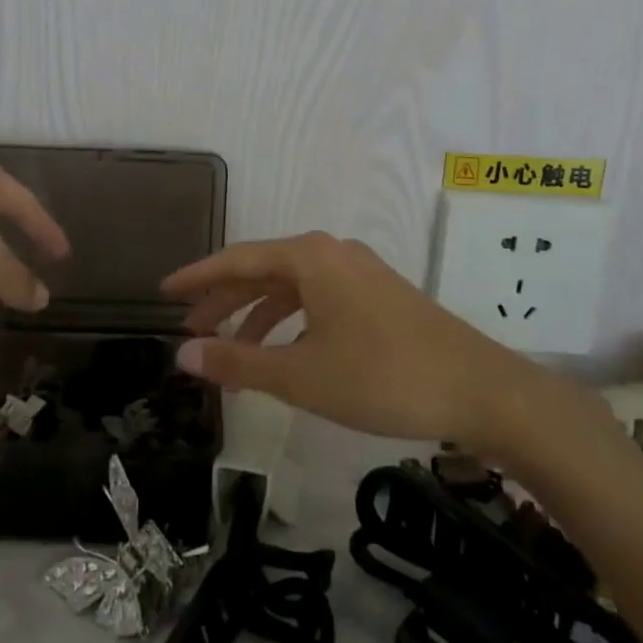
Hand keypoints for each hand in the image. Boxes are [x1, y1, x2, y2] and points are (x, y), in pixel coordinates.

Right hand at [162, 231, 537, 448]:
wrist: (480, 389)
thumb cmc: (382, 376)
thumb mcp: (300, 375)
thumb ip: (237, 362)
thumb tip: (183, 354)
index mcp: (309, 257)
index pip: (236, 259)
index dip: (197, 277)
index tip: (163, 292)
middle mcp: (332, 253)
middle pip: (263, 270)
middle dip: (224, 301)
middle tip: (189, 330)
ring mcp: (359, 272)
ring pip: (292, 287)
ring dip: (257, 316)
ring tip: (229, 353)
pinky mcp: (378, 295)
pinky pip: (318, 299)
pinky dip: (290, 323)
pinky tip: (283, 354)